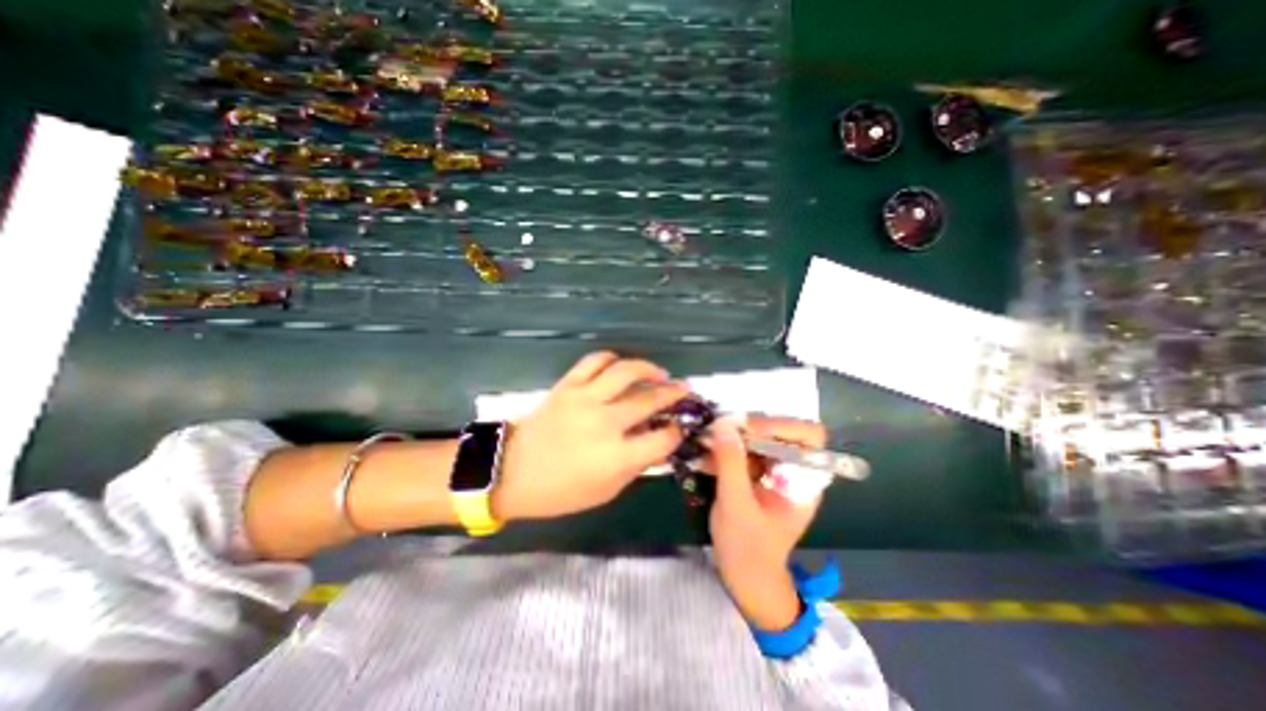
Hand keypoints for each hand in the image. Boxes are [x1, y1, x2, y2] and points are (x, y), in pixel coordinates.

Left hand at [495, 351, 691, 522]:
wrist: (511, 471)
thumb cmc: (560, 491)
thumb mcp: (606, 491)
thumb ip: (636, 465)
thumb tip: (657, 441)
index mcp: (616, 457)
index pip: (663, 439)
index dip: (677, 431)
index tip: (680, 427)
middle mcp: (605, 423)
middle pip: (650, 399)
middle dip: (674, 393)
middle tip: (684, 389)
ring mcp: (585, 399)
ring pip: (625, 371)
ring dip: (648, 368)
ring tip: (659, 373)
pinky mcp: (568, 385)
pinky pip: (594, 361)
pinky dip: (611, 358)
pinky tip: (620, 365)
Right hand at [701, 415, 831, 629]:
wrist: (744, 577)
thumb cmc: (748, 548)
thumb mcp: (737, 505)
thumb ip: (731, 463)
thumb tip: (723, 424)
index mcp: (804, 480)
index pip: (810, 436)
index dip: (783, 425)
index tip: (750, 429)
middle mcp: (793, 470)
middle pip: (781, 430)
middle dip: (752, 426)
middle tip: (723, 429)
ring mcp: (773, 470)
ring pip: (759, 436)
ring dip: (735, 434)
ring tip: (710, 438)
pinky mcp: (755, 473)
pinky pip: (743, 449)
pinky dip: (725, 447)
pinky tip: (706, 452)